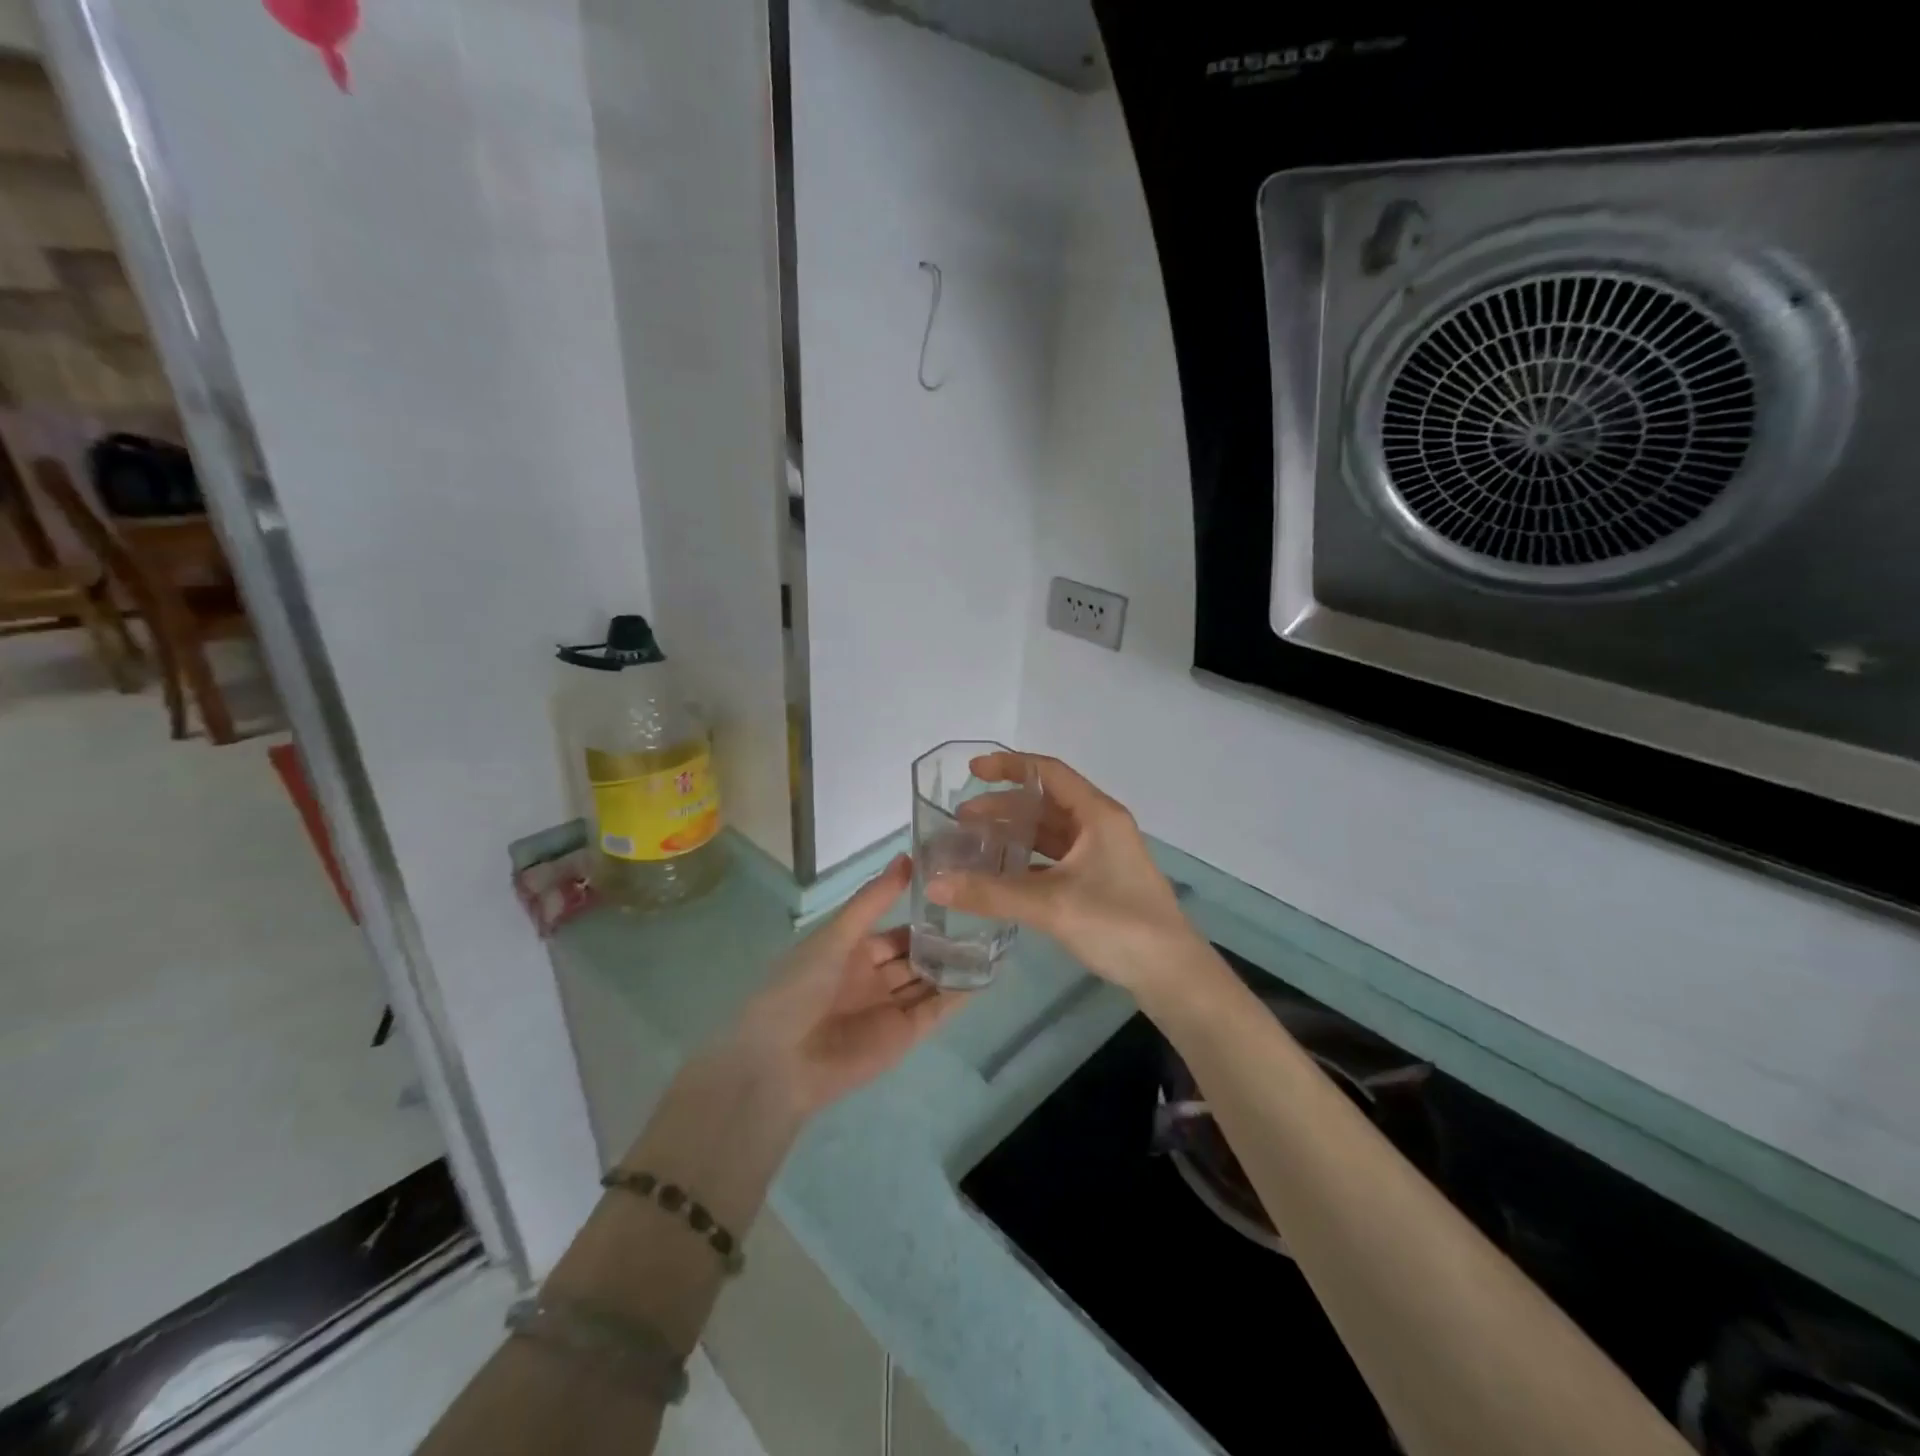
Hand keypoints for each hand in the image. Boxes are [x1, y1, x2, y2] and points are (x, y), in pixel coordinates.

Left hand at [725, 854, 963, 1114]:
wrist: (781, 1060)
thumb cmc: (801, 986)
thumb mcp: (837, 934)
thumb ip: (874, 899)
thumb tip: (908, 856)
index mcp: (852, 952)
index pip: (896, 931)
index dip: (923, 916)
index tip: (958, 896)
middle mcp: (873, 978)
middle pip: (916, 956)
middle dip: (944, 941)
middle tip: (985, 917)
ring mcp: (889, 1007)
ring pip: (929, 981)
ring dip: (955, 966)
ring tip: (995, 942)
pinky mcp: (903, 1035)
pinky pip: (935, 1010)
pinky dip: (958, 996)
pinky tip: (985, 975)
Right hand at [926, 752, 1203, 1002]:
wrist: (1171, 974)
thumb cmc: (1117, 924)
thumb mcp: (1050, 905)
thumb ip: (991, 893)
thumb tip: (933, 883)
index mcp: (1097, 815)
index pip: (1048, 773)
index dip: (1009, 767)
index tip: (972, 773)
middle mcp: (1100, 827)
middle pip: (1045, 804)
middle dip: (1003, 808)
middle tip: (962, 820)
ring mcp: (1102, 856)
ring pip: (1050, 834)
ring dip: (1014, 835)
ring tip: (974, 844)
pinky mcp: (1100, 882)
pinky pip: (1055, 860)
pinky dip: (1027, 862)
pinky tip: (1001, 875)